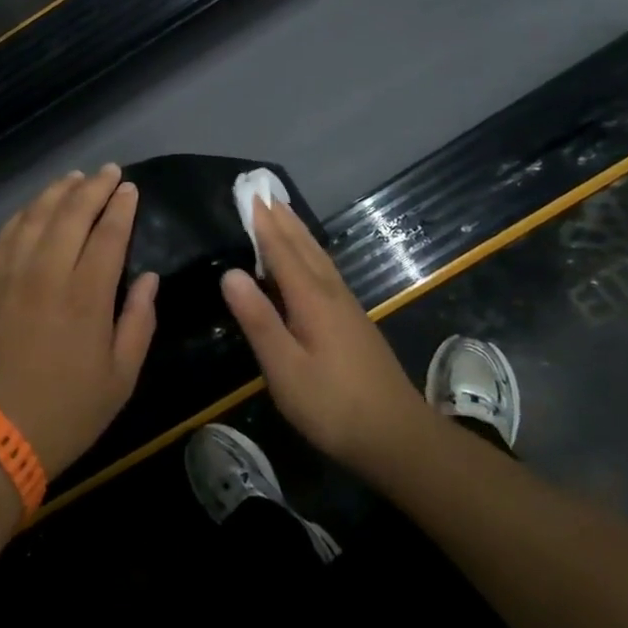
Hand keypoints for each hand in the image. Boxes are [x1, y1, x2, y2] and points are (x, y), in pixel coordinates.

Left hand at [0, 165, 158, 477]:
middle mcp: (47, 273)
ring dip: (57, 192)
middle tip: (108, 171)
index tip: (129, 188)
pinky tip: (33, 207)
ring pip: (35, 216)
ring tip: (73, 178)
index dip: (121, 207)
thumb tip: (150, 278)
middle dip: (93, 187)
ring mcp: (9, 275)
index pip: (108, 234)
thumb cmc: (65, 412)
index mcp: (87, 296)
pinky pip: (5, 235)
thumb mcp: (120, 379)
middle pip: (71, 213)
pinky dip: (23, 214)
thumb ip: (139, 322)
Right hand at [220, 196, 426, 472]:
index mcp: (312, 299)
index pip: (281, 251)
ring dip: (298, 231)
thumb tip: (229, 273)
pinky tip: (308, 260)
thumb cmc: (332, 405)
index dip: (262, 223)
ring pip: (318, 257)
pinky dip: (310, 253)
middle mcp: (331, 293)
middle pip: (303, 246)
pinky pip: (326, 271)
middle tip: (262, 191)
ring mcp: (347, 307)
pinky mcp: (354, 322)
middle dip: (281, 218)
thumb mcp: (285, 368)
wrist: (397, 437)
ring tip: (282, 212)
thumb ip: (258, 320)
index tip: (247, 194)